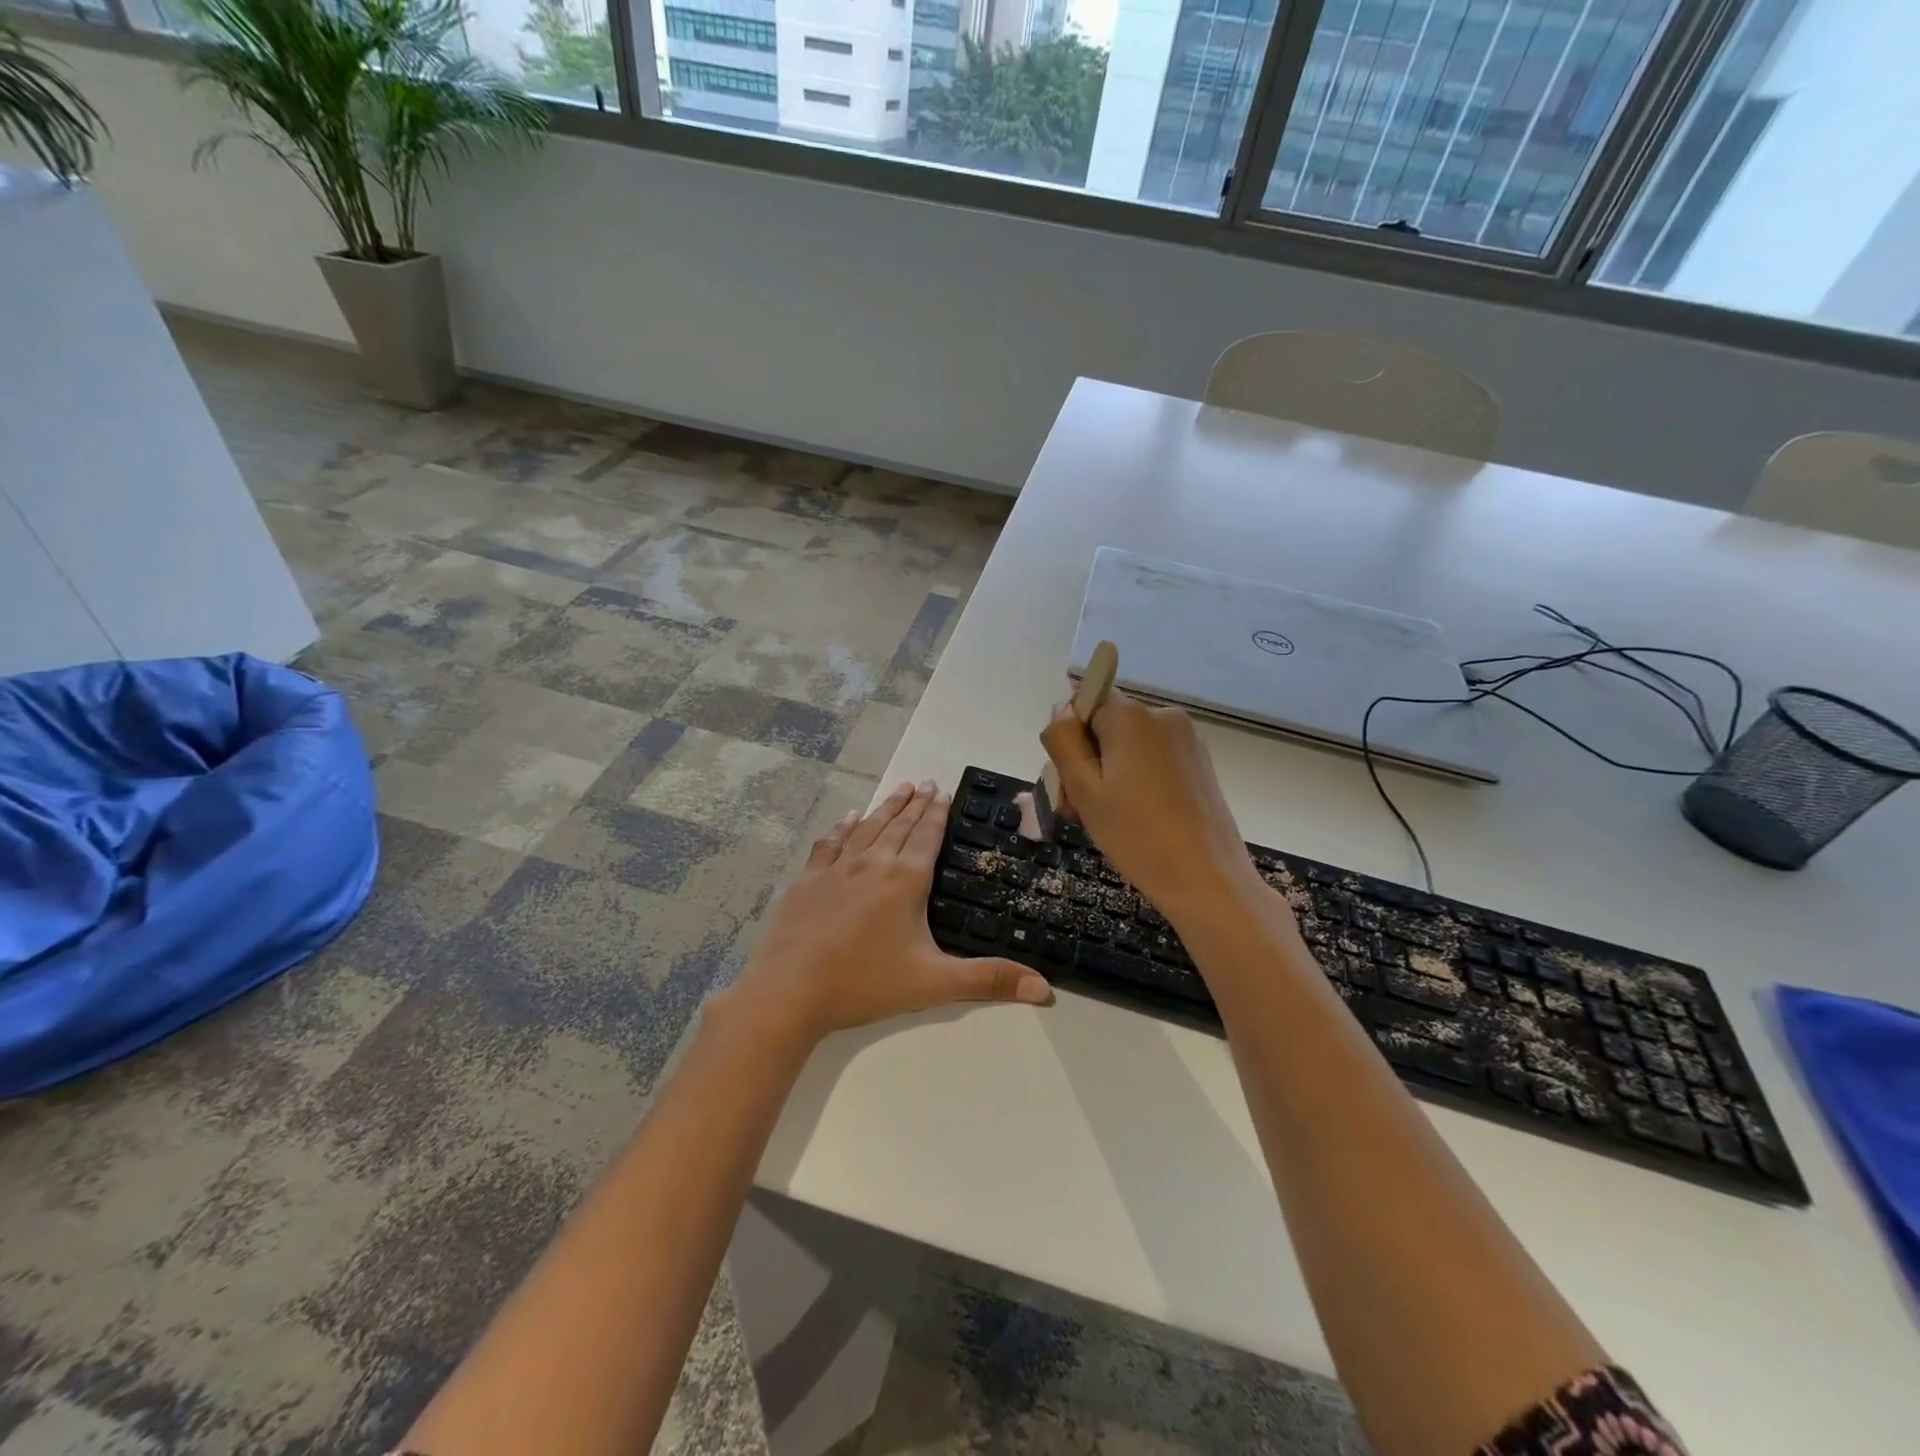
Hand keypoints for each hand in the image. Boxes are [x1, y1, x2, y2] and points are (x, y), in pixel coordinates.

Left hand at [725, 780, 1051, 1045]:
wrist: (790, 991)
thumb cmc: (865, 984)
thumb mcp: (934, 984)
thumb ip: (989, 981)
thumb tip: (1046, 990)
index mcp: (905, 881)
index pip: (927, 837)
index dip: (937, 813)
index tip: (943, 790)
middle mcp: (872, 864)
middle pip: (899, 825)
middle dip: (916, 803)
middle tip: (927, 782)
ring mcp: (836, 869)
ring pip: (867, 828)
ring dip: (886, 807)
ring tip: (899, 789)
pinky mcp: (808, 881)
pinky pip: (830, 844)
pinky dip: (843, 828)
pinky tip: (849, 818)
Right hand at [1040, 690, 1270, 923]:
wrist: (1206, 880)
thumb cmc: (1136, 834)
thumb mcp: (1083, 789)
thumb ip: (1064, 741)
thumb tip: (1062, 708)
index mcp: (1132, 716)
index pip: (1086, 703)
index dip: (1071, 738)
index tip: (1070, 780)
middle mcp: (1164, 716)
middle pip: (1108, 725)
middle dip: (1089, 760)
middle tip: (1081, 811)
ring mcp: (1187, 740)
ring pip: (1130, 745)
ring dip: (1111, 774)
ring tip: (1108, 820)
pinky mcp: (1200, 764)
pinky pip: (1154, 759)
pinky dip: (1138, 781)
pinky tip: (1138, 819)